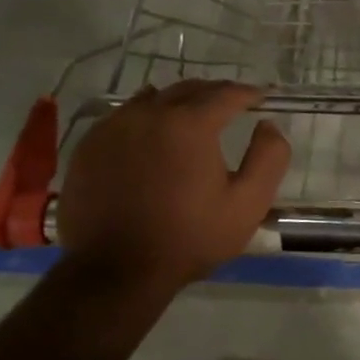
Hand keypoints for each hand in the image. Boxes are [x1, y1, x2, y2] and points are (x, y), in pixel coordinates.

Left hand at [56, 80, 291, 292]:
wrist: (115, 271)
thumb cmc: (188, 238)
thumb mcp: (247, 205)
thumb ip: (268, 158)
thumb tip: (268, 125)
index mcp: (190, 123)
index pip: (226, 93)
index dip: (248, 93)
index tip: (261, 97)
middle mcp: (150, 112)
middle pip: (189, 89)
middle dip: (214, 94)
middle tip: (230, 105)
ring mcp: (114, 126)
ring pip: (154, 98)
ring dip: (178, 101)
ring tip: (191, 116)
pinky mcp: (90, 144)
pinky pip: (124, 116)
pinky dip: (145, 117)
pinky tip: (151, 135)